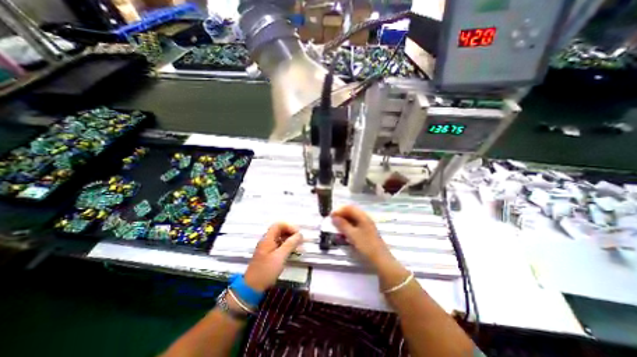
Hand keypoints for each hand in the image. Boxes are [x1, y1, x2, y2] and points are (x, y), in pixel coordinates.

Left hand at [245, 223, 303, 292]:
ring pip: (280, 237)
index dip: (289, 226)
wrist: (252, 287)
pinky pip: (279, 245)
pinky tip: (292, 251)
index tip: (298, 234)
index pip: (279, 225)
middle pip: (280, 230)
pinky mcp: (269, 254)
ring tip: (298, 246)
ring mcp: (267, 247)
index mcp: (268, 238)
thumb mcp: (280, 256)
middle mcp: (267, 240)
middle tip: (299, 240)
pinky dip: (287, 246)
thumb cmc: (266, 270)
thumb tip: (300, 234)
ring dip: (290, 239)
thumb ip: (290, 244)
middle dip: (291, 232)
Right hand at [335, 205, 393, 266]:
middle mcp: (365, 219)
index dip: (339, 210)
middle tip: (332, 221)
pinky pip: (354, 226)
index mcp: (363, 217)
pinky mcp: (365, 233)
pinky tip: (343, 233)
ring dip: (343, 221)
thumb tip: (334, 217)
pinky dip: (347, 227)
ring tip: (336, 227)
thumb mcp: (352, 235)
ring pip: (352, 219)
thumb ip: (342, 225)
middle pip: (351, 212)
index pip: (349, 208)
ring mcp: (366, 226)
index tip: (330, 216)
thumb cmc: (366, 246)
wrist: (381, 261)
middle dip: (341, 215)